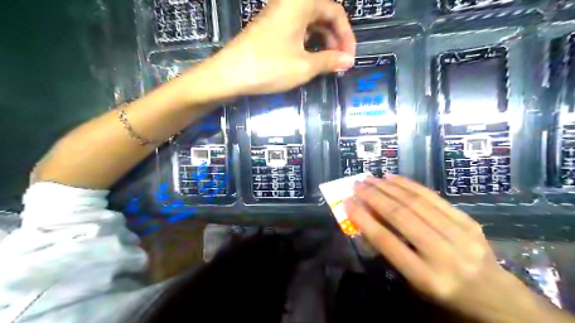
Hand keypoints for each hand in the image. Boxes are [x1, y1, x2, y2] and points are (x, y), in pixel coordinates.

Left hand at [200, 0, 358, 94]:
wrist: (229, 74)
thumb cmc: (269, 67)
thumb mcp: (304, 66)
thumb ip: (329, 61)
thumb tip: (348, 61)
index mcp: (301, 3)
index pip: (335, 12)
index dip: (347, 36)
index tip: (349, 58)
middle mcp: (290, 3)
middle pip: (323, 15)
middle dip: (335, 39)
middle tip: (340, 62)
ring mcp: (278, 15)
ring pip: (309, 24)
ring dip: (323, 42)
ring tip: (328, 63)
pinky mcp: (270, 28)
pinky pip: (296, 31)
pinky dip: (308, 44)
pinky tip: (310, 59)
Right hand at [343, 176, 541, 322]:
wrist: (495, 295)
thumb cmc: (445, 294)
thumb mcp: (414, 283)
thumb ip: (391, 252)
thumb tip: (368, 220)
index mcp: (427, 277)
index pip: (387, 242)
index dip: (364, 219)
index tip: (348, 202)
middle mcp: (444, 255)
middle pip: (402, 216)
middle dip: (374, 196)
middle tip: (356, 184)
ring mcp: (460, 235)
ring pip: (416, 202)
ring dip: (389, 187)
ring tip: (370, 178)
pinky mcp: (468, 221)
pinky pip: (433, 197)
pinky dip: (410, 185)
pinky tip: (393, 178)